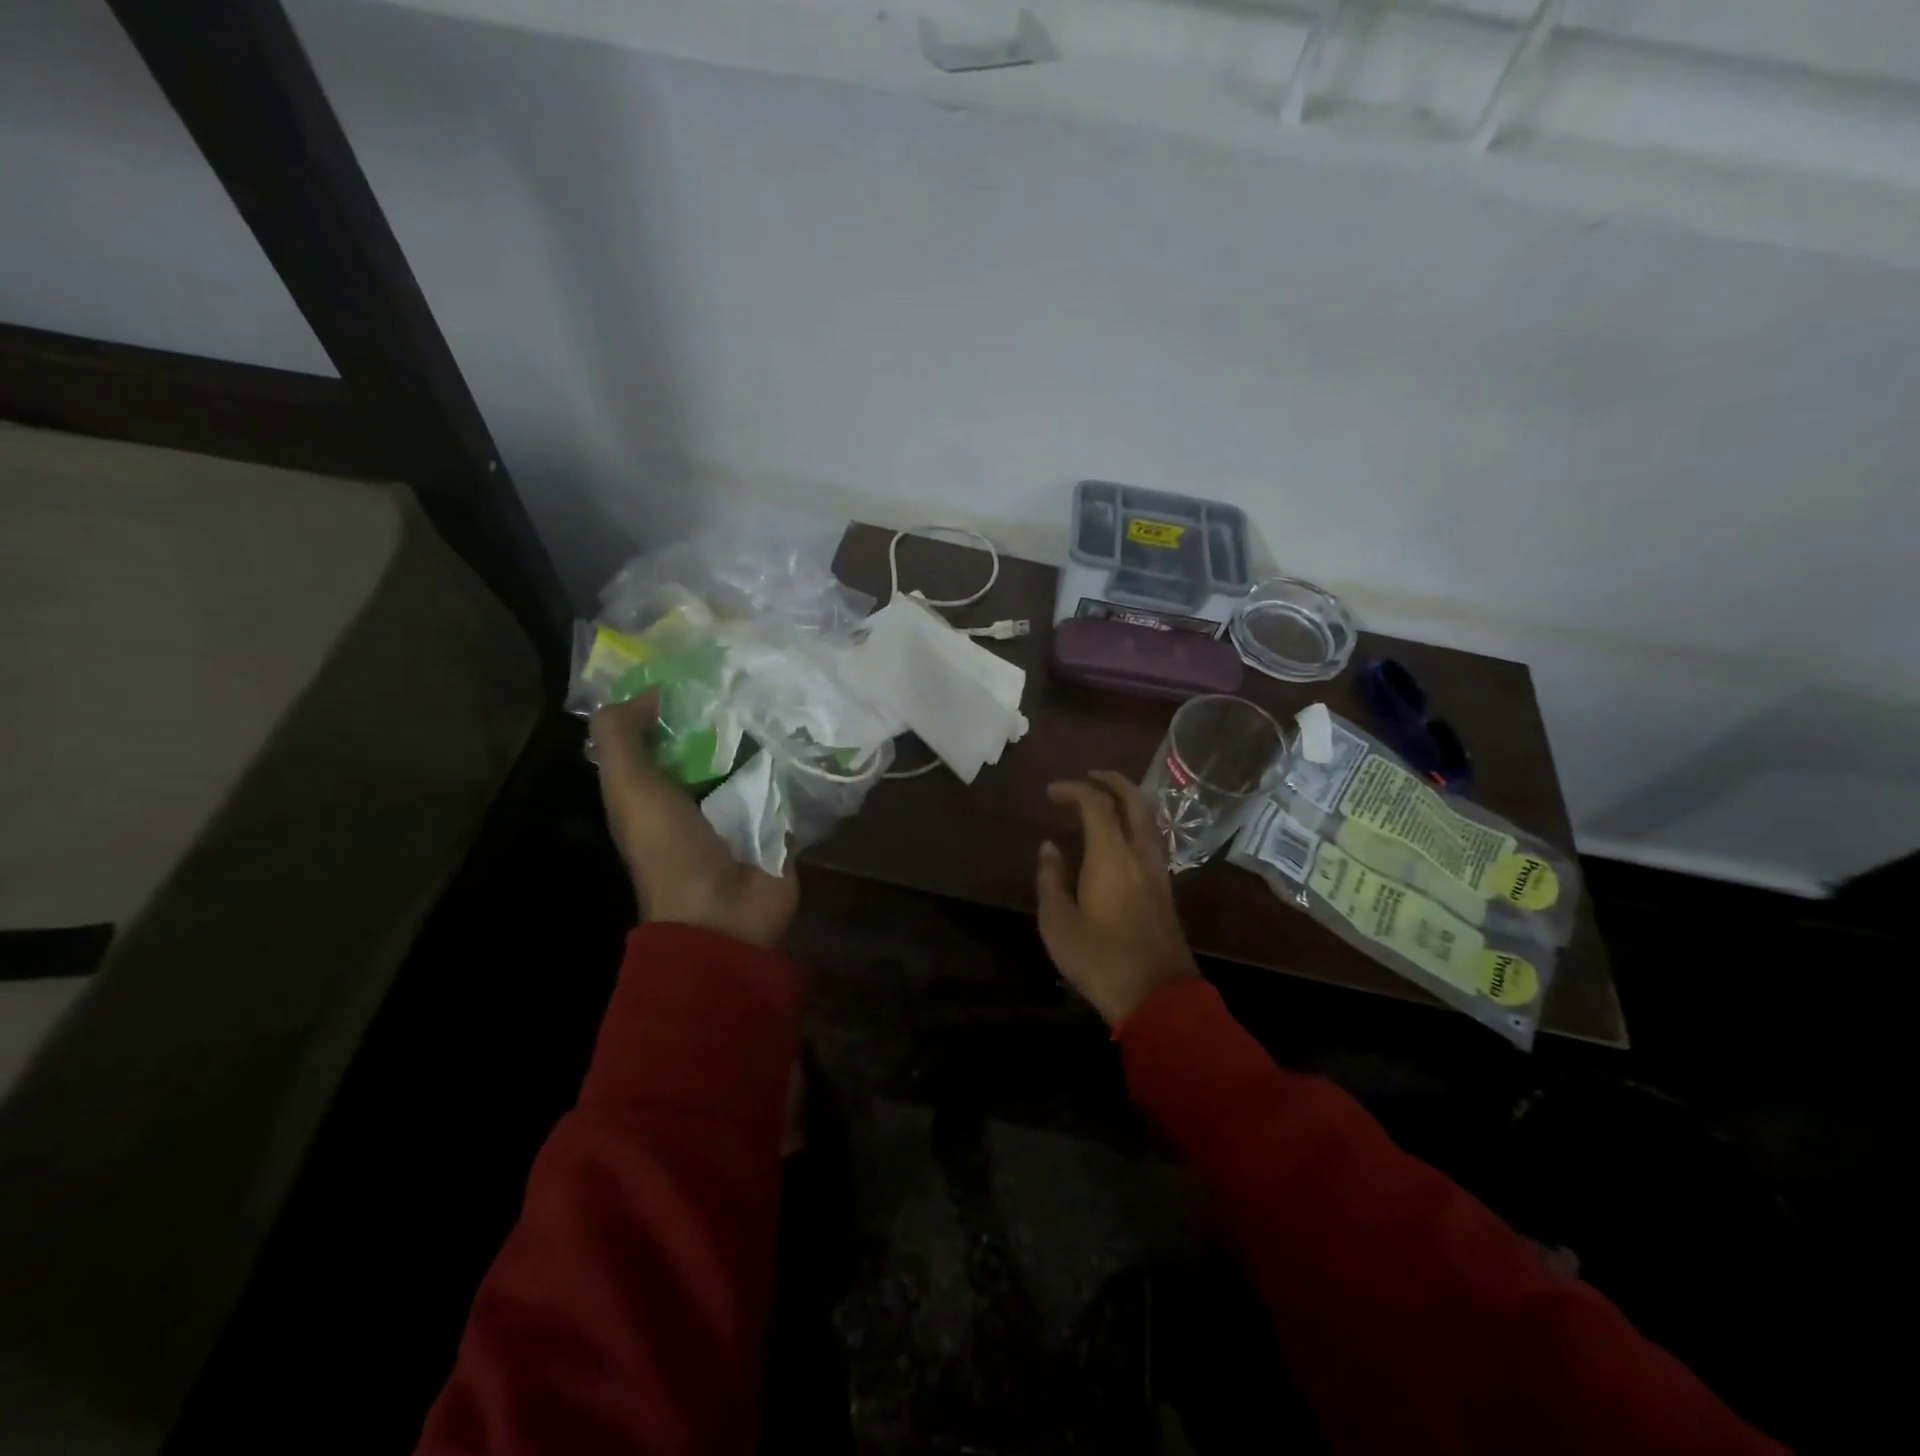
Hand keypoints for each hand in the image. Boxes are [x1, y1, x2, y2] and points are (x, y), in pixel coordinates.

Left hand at [590, 692, 798, 947]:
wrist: (724, 915)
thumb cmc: (671, 850)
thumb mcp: (629, 789)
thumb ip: (621, 737)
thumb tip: (650, 690)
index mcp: (656, 789)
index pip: (664, 734)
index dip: (675, 702)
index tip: (700, 664)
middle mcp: (697, 796)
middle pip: (713, 744)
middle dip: (729, 712)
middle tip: (754, 670)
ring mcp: (742, 810)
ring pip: (754, 760)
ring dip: (767, 733)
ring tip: (789, 689)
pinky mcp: (779, 822)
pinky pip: (789, 783)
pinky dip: (797, 761)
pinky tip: (814, 729)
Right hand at [1036, 770, 1199, 1027]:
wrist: (1158, 998)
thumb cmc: (1100, 959)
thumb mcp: (1058, 923)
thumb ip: (1051, 879)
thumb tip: (1049, 847)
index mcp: (1112, 855)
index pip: (1096, 804)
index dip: (1074, 789)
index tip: (1051, 792)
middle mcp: (1141, 854)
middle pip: (1134, 801)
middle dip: (1112, 781)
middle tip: (1088, 777)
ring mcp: (1159, 872)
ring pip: (1149, 820)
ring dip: (1127, 801)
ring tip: (1104, 802)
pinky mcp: (1166, 891)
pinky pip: (1151, 840)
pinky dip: (1134, 824)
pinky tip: (1119, 839)